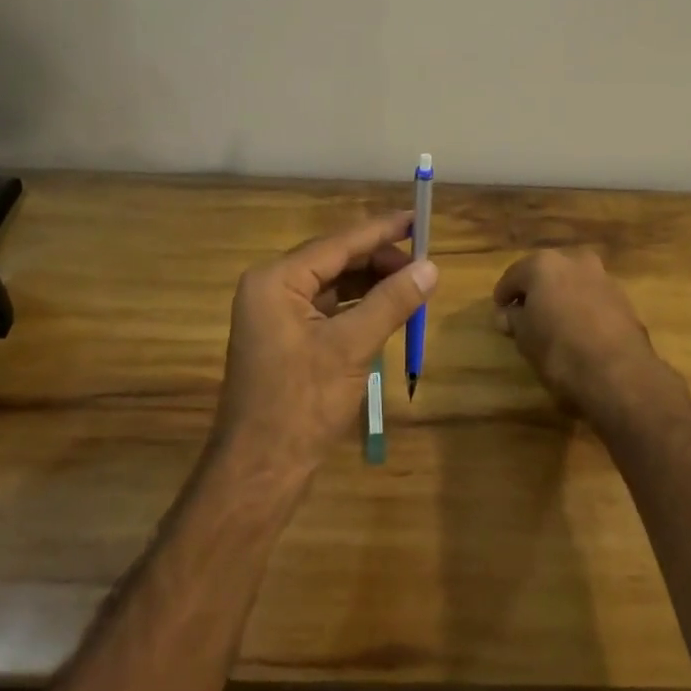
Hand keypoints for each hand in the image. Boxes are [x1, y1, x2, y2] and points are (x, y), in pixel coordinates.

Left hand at [212, 213, 436, 483]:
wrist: (259, 472)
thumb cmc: (301, 405)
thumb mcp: (352, 348)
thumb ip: (391, 302)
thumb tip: (431, 267)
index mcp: (276, 280)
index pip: (338, 243)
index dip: (381, 230)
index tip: (418, 218)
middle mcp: (271, 287)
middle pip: (335, 259)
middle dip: (379, 260)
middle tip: (423, 263)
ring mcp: (275, 313)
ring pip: (333, 283)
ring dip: (372, 283)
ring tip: (413, 284)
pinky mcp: (285, 337)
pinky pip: (328, 307)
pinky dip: (358, 305)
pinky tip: (388, 308)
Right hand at [492, 249, 671, 416]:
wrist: (619, 373)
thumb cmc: (560, 351)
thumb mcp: (525, 339)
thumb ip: (513, 320)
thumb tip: (505, 315)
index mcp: (543, 264)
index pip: (514, 276)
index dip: (503, 295)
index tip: (499, 313)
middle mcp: (574, 260)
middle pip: (546, 273)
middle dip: (536, 292)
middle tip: (525, 315)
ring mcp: (602, 277)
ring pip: (573, 283)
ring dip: (562, 298)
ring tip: (554, 324)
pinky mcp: (624, 299)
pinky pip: (593, 299)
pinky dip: (583, 309)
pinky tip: (579, 331)